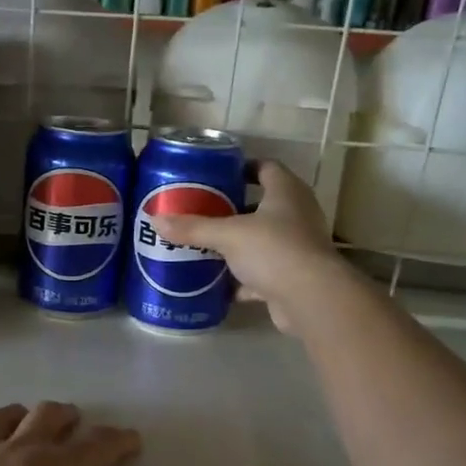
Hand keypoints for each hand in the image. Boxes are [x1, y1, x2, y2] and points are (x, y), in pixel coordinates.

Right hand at [152, 159, 351, 331]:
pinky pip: (262, 272)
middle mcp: (297, 215)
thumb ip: (193, 228)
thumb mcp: (227, 235)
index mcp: (286, 193)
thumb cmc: (273, 250)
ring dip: (238, 245)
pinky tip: (218, 283)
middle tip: (202, 211)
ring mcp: (297, 247)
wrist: (310, 298)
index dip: (244, 167)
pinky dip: (242, 278)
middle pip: (263, 205)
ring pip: (262, 240)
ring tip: (205, 245)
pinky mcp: (292, 277)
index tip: (218, 174)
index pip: (267, 168)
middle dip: (233, 209)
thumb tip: (155, 220)